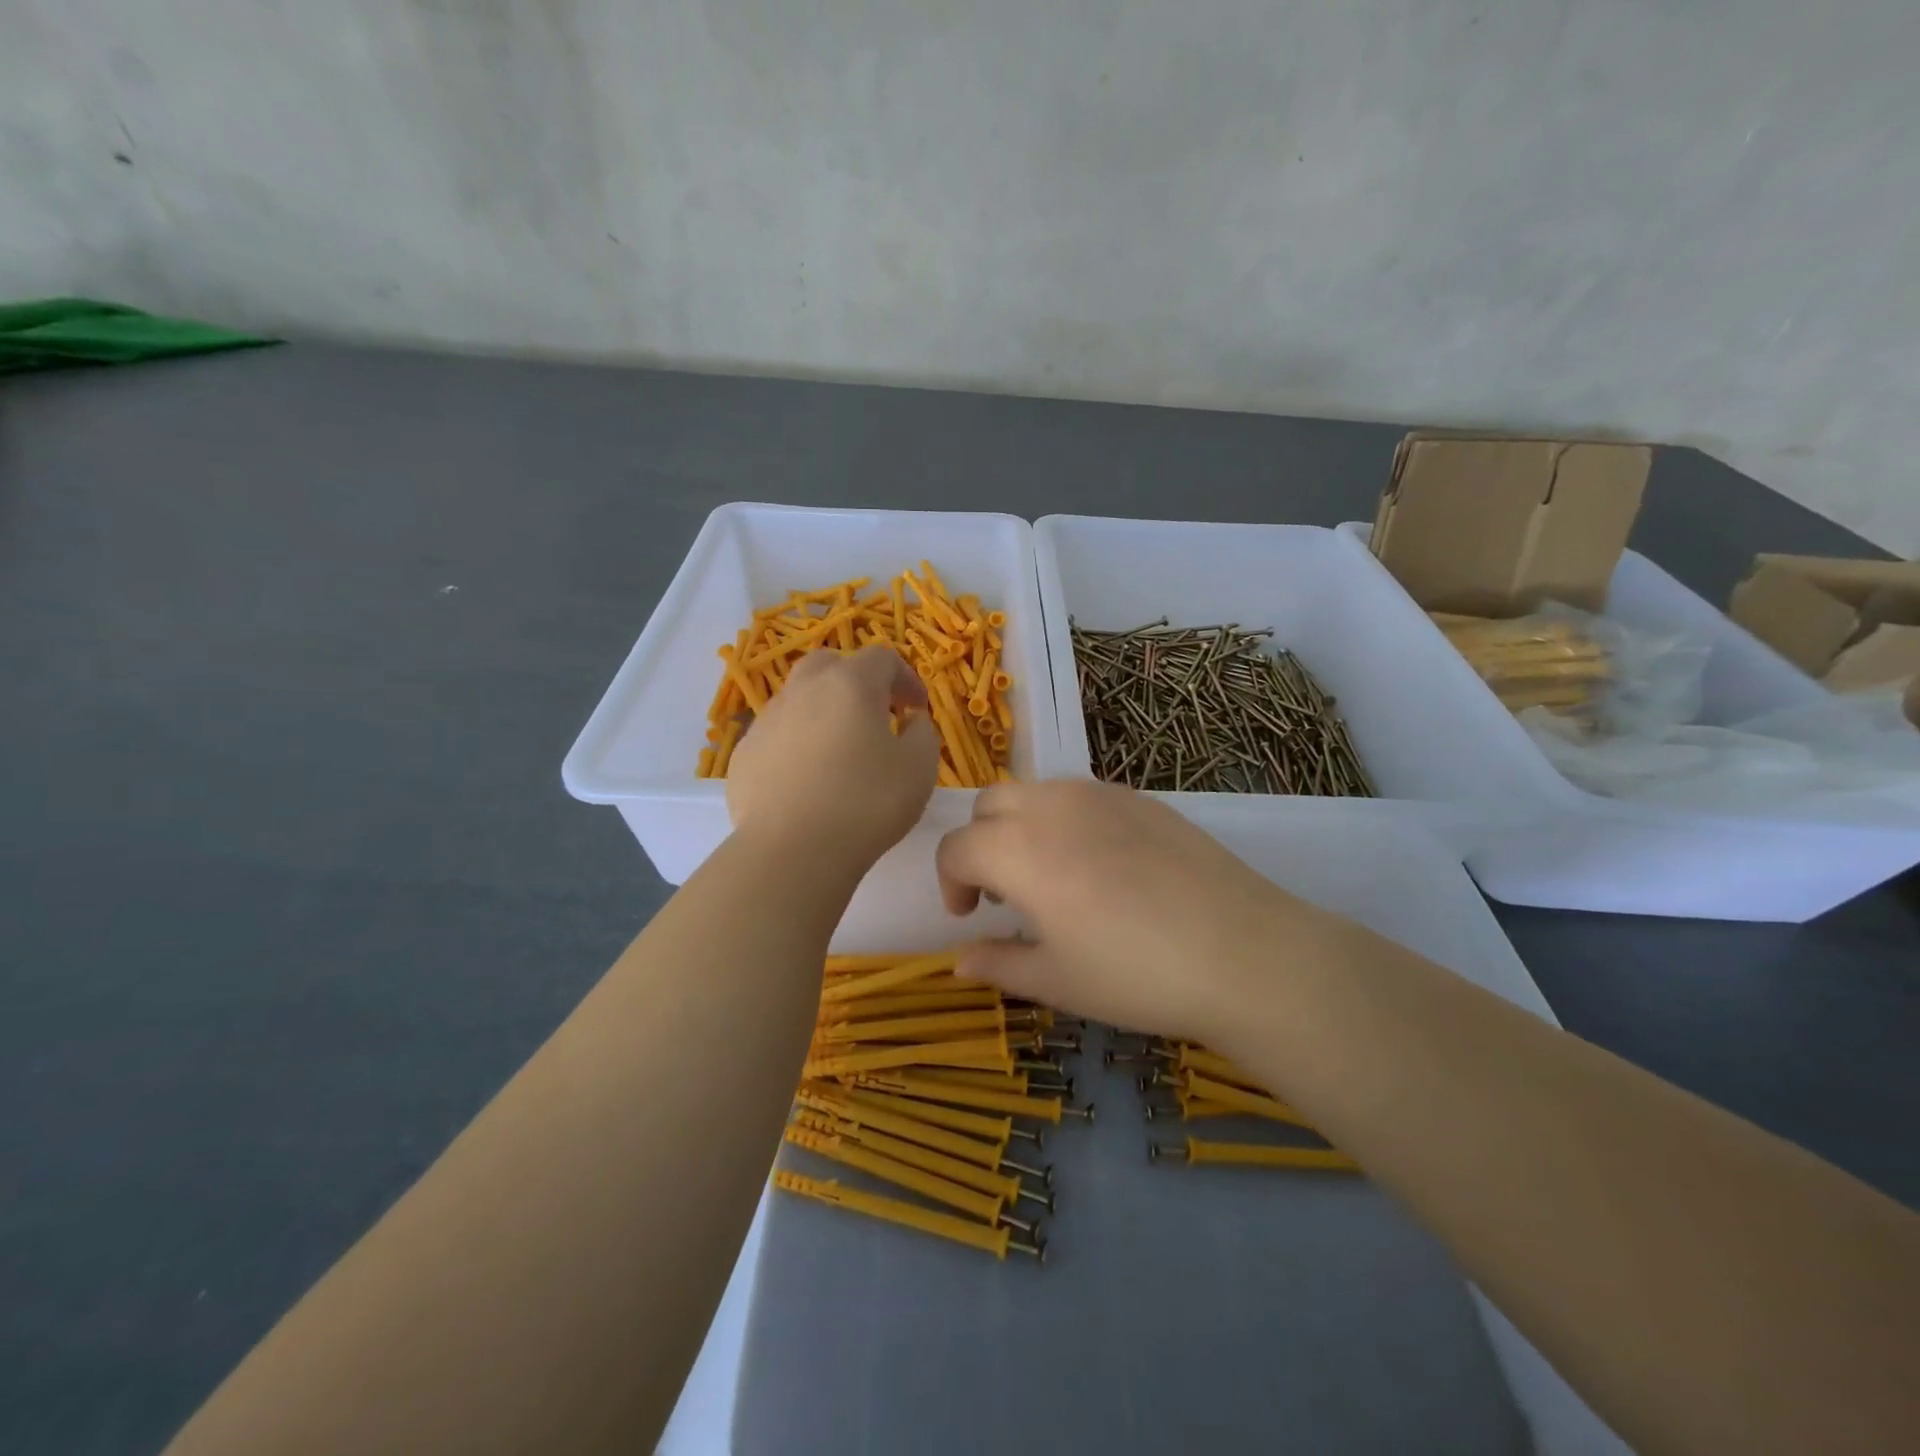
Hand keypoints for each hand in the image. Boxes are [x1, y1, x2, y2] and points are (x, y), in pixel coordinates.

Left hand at [726, 645, 938, 864]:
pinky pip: (777, 734)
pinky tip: (807, 779)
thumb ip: (923, 733)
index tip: (917, 709)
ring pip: (799, 698)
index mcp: (850, 684)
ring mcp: (767, 719)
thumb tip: (910, 721)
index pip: (882, 658)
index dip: (906, 678)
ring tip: (839, 751)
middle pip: (831, 665)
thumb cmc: (867, 803)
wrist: (792, 850)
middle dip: (856, 682)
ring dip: (823, 711)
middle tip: (874, 716)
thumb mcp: (919, 768)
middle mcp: (804, 690)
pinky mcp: (745, 753)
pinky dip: (797, 743)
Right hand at [936, 780, 1334, 1039]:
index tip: (970, 916)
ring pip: (1035, 792)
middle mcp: (1050, 805)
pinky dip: (1066, 821)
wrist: (1241, 952)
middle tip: (1007, 894)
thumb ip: (998, 964)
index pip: (956, 848)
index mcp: (1018, 849)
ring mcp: (1098, 794)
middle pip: (989, 805)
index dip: (951, 882)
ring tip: (1053, 877)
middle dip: (981, 844)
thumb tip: (960, 961)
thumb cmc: (1135, 974)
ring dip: (1022, 826)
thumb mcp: (1056, 981)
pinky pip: (1081, 795)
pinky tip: (1103, 866)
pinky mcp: (1139, 796)